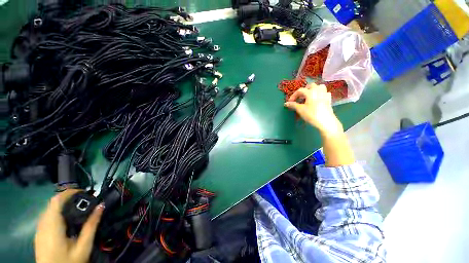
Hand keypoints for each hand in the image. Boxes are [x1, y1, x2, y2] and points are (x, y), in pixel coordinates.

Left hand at [35, 189, 103, 262]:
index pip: (56, 200)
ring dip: (63, 205)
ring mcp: (39, 230)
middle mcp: (42, 225)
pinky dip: (57, 213)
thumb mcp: (84, 247)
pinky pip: (47, 217)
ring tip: (78, 208)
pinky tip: (67, 220)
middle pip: (52, 203)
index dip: (69, 192)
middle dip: (68, 198)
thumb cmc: (69, 262)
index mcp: (52, 226)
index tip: (85, 192)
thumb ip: (91, 226)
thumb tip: (101, 206)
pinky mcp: (39, 234)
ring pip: (49, 209)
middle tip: (85, 200)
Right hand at [284, 84, 342, 134]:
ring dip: (313, 90)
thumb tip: (286, 103)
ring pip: (319, 87)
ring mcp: (325, 94)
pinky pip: (324, 92)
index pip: (300, 90)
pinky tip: (317, 99)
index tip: (290, 102)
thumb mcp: (300, 110)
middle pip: (310, 86)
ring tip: (308, 96)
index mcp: (310, 92)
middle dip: (304, 90)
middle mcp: (318, 90)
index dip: (293, 95)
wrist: (326, 121)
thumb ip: (293, 105)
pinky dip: (320, 94)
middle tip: (299, 98)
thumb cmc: (312, 114)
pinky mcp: (329, 99)